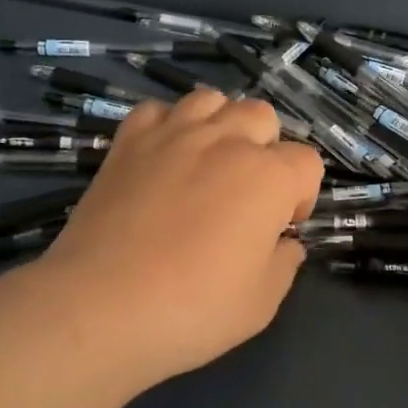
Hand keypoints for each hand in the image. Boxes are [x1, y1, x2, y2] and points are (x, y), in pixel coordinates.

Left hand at [32, 89, 322, 393]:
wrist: (100, 307)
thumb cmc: (192, 308)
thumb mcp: (261, 303)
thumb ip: (284, 263)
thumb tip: (284, 244)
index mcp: (269, 178)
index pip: (307, 163)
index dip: (301, 196)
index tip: (281, 227)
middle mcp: (227, 142)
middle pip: (263, 117)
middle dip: (266, 149)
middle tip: (248, 193)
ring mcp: (174, 135)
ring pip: (213, 100)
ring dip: (221, 125)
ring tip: (210, 163)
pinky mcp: (129, 142)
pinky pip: (157, 110)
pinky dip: (167, 126)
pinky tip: (164, 157)